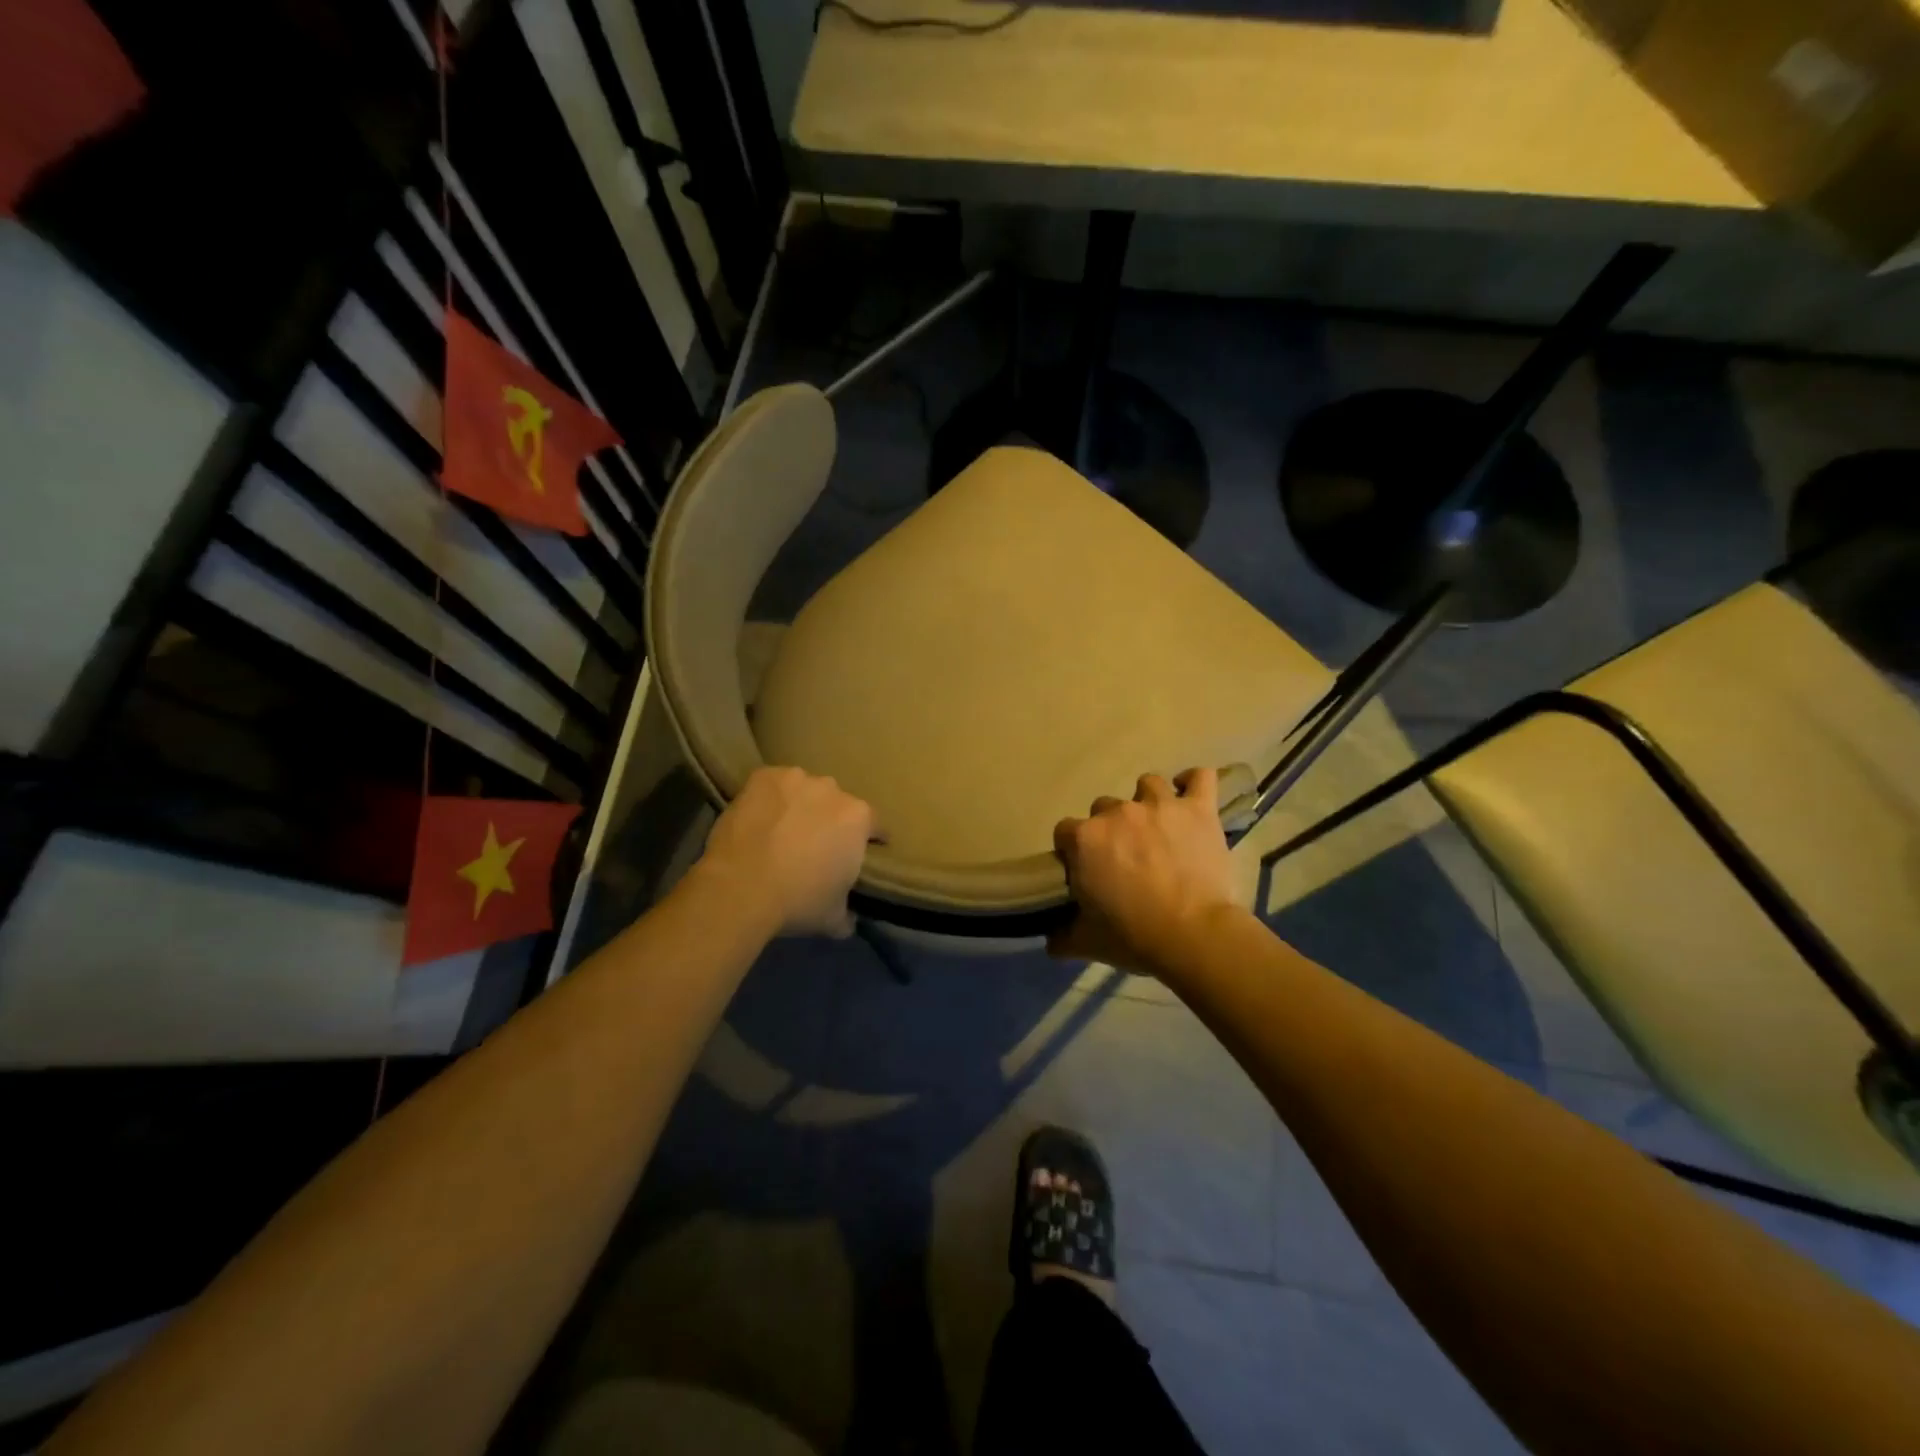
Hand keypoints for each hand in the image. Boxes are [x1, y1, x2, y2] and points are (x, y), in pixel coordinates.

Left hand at [698, 766, 875, 937]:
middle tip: (815, 845)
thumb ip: (847, 914)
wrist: (741, 888)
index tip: (863, 851)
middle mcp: (832, 789)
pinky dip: (770, 797)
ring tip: (782, 830)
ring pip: (805, 790)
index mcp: (858, 818)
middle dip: (830, 820)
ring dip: (800, 805)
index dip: (869, 839)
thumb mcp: (833, 918)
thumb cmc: (797, 902)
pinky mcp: (764, 777)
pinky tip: (760, 817)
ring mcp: (797, 779)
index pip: (874, 825)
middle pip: (838, 803)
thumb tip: (849, 920)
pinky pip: (773, 784)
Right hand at [1049, 767, 1239, 974]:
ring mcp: (1160, 806)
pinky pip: (1200, 778)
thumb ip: (1063, 936)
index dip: (1073, 849)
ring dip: (1148, 802)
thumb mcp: (1087, 943)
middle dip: (1111, 828)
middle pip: (1104, 807)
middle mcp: (1117, 812)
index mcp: (1085, 839)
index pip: (1065, 831)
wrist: (1193, 936)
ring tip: (1158, 827)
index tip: (1085, 869)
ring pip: (1147, 784)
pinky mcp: (1198, 809)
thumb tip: (1050, 941)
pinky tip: (1191, 795)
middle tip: (1126, 857)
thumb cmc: (1133, 937)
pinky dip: (1194, 783)